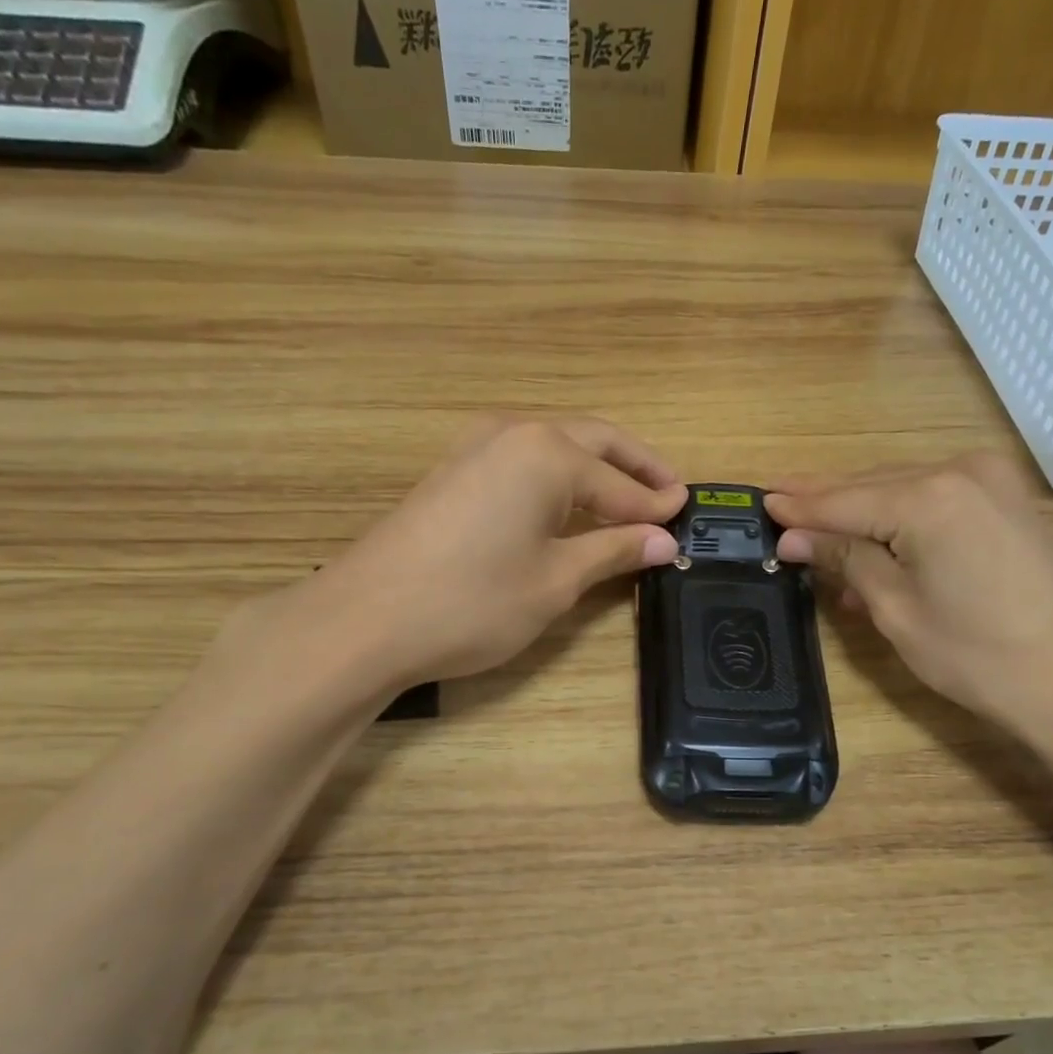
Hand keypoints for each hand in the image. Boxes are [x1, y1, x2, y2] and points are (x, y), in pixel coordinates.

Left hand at [244, 417, 685, 692]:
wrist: (365, 619)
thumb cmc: (473, 602)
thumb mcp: (555, 581)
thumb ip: (613, 551)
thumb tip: (664, 540)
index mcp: (548, 453)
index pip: (620, 484)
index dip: (655, 505)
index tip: (687, 516)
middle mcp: (515, 434)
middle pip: (592, 442)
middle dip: (635, 467)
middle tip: (669, 493)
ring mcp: (476, 448)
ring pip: (555, 447)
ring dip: (596, 469)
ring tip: (626, 502)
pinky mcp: (453, 472)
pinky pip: (523, 462)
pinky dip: (558, 478)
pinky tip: (568, 507)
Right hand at [767, 454, 1052, 739]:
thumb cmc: (976, 655)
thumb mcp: (895, 609)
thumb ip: (845, 559)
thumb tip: (794, 538)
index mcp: (929, 497)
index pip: (843, 500)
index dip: (799, 507)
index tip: (760, 502)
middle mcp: (960, 472)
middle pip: (872, 485)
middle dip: (825, 501)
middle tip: (779, 505)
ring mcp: (990, 482)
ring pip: (902, 489)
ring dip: (860, 513)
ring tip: (815, 533)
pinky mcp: (1006, 501)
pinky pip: (934, 500)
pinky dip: (898, 519)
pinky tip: (871, 546)